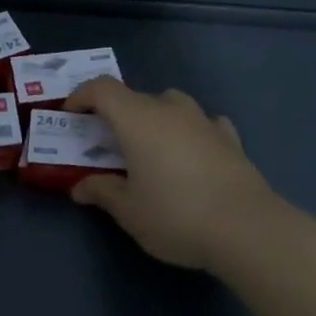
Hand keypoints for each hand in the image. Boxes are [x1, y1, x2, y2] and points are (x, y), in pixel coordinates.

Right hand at [61, 78, 281, 270]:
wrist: (245, 226)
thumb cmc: (176, 215)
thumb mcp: (129, 211)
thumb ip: (102, 192)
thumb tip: (80, 187)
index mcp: (138, 119)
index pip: (103, 89)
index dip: (82, 95)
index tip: (70, 114)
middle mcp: (169, 108)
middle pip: (135, 97)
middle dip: (116, 114)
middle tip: (107, 143)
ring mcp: (203, 119)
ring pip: (170, 104)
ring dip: (155, 118)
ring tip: (151, 147)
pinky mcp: (229, 136)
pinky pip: (202, 122)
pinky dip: (190, 131)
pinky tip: (193, 152)